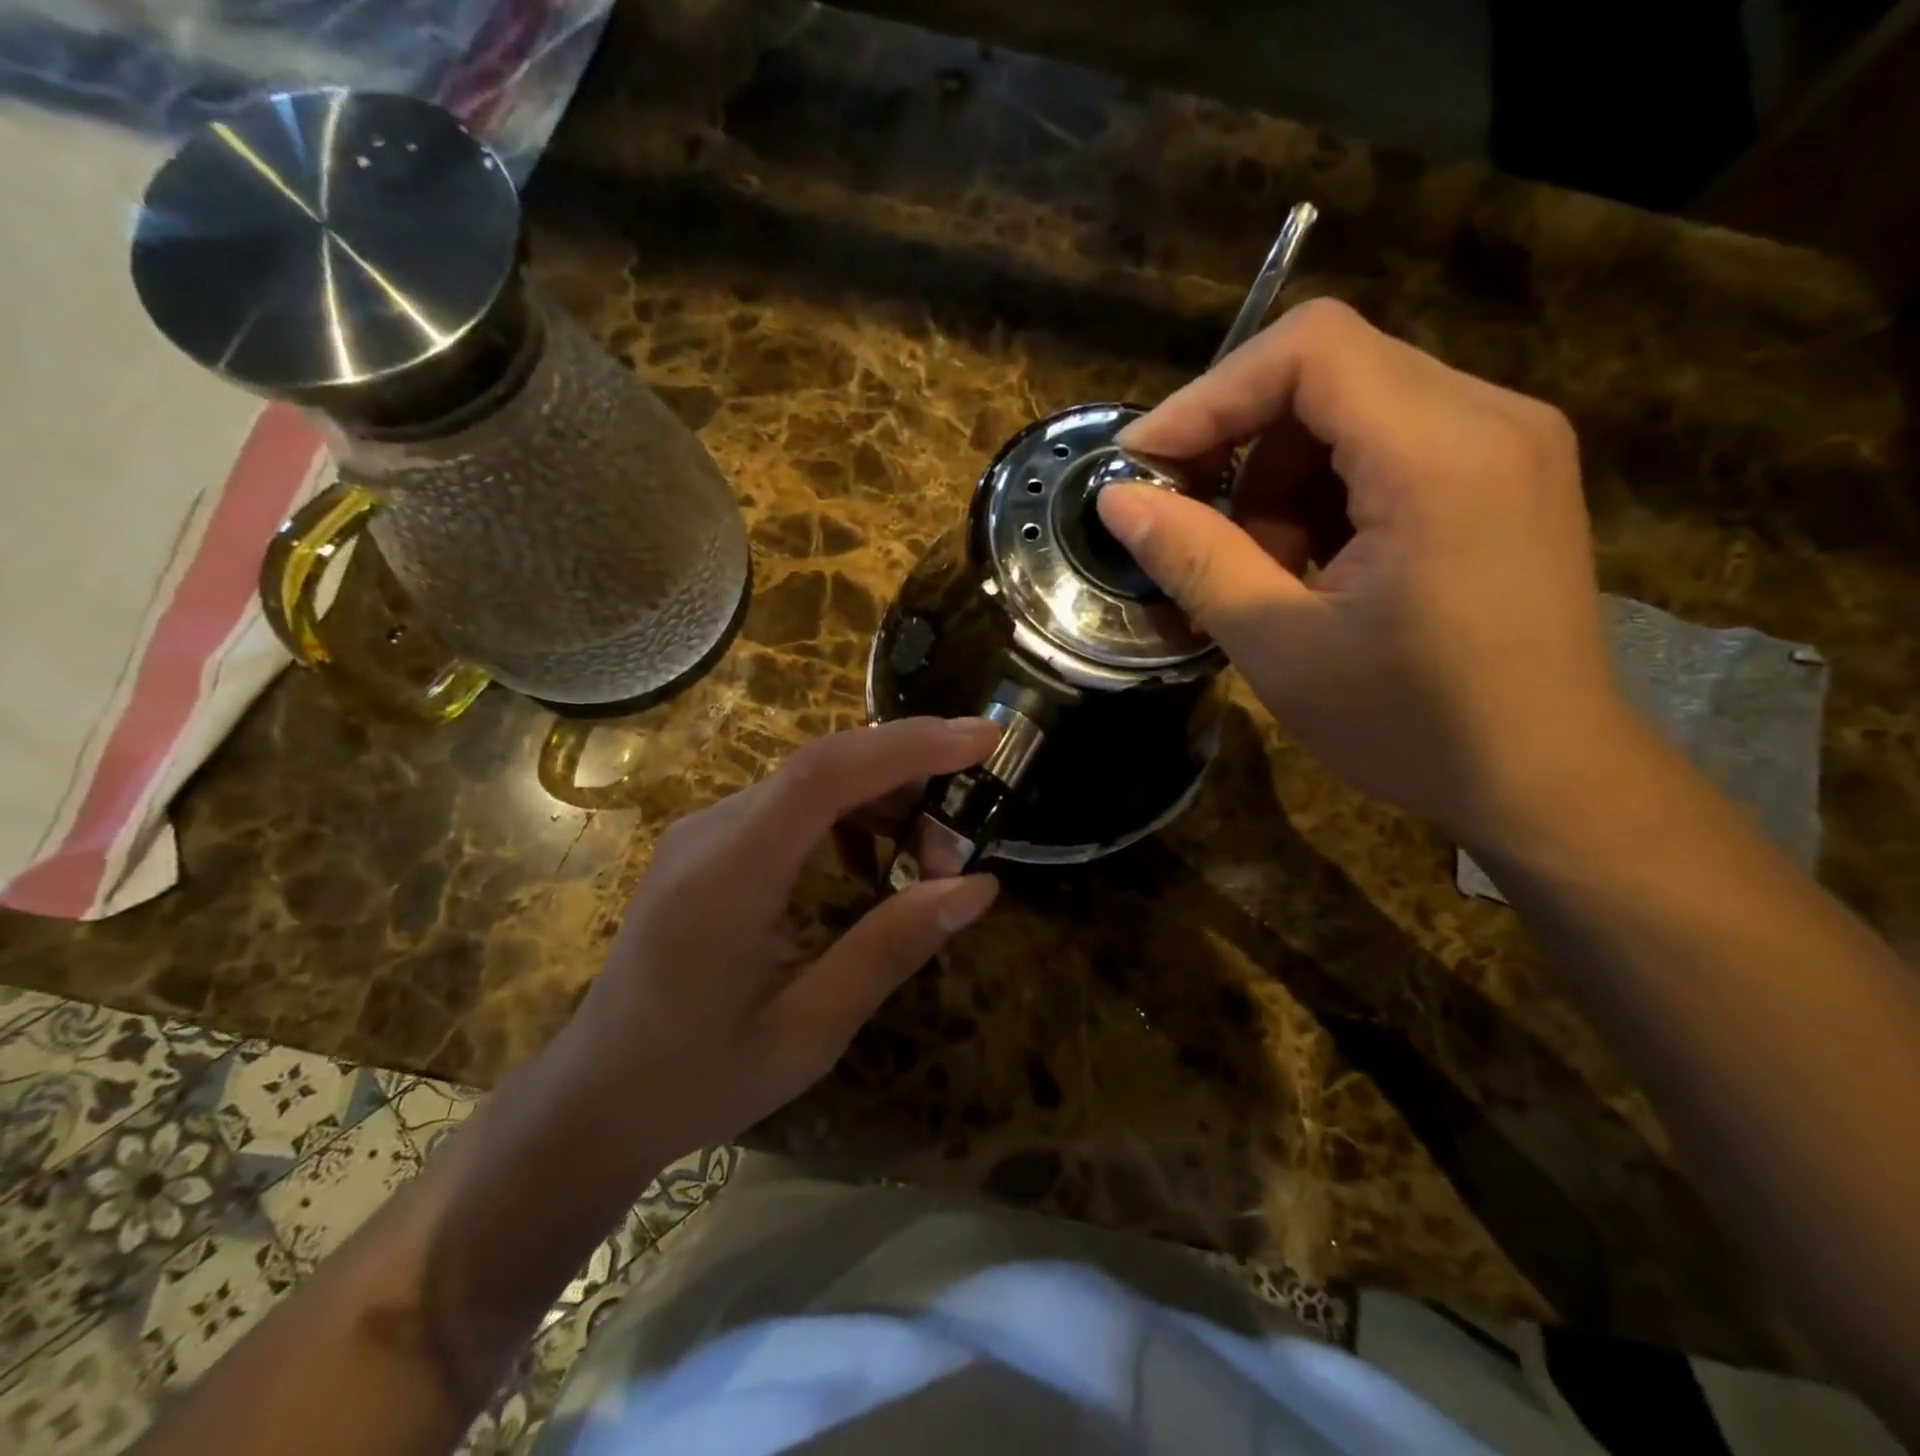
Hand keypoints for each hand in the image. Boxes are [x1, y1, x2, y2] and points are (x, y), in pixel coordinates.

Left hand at [552, 718, 1002, 1165]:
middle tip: (961, 840)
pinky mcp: (711, 844)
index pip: (824, 775)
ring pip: (812, 781)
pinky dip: (849, 817)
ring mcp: (705, 832)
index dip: (908, 745)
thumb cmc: (702, 1076)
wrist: (599, 1095)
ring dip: (883, 802)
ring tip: (926, 865)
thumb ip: (892, 948)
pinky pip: (792, 806)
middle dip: (910, 779)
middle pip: (824, 767)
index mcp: (728, 875)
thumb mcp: (811, 1029)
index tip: (982, 738)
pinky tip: (873, 866)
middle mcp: (711, 831)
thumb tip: (978, 887)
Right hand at [1099, 298, 1632, 844]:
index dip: (1209, 396)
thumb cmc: (1411, 724)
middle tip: (1197, 528)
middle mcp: (1490, 417)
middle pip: (1328, 372)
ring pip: (1353, 408)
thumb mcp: (1278, 646)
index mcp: (1440, 454)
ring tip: (1265, 568)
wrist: (1546, 780)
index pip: (1309, 349)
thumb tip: (1115, 498)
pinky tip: (1316, 566)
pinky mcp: (1505, 475)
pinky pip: (1390, 443)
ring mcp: (1508, 442)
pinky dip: (1327, 492)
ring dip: (1281, 478)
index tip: (1145, 463)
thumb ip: (1193, 559)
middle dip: (1241, 445)